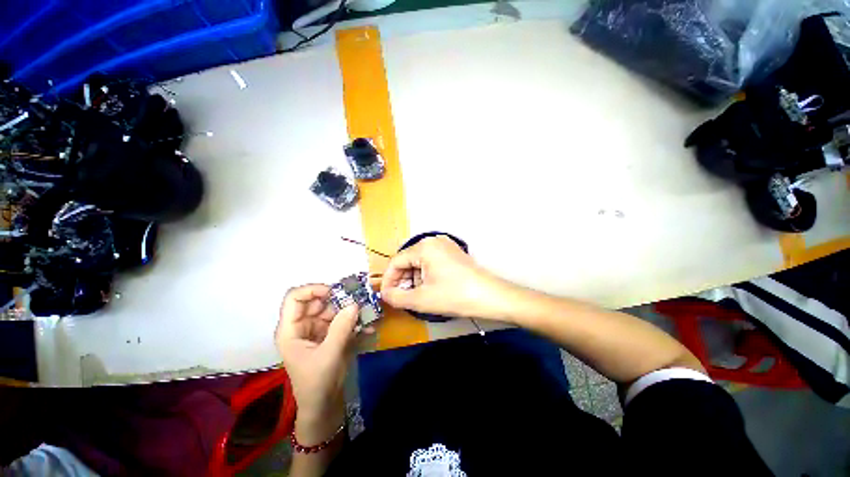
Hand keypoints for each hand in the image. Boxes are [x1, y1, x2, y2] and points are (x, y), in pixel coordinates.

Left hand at [275, 284, 357, 442]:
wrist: (324, 406)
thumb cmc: (317, 383)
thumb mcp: (329, 355)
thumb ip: (341, 328)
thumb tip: (354, 304)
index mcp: (291, 330)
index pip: (295, 298)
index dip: (313, 290)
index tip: (334, 291)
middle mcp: (302, 326)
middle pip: (317, 301)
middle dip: (338, 299)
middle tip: (358, 300)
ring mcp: (317, 330)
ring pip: (333, 309)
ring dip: (350, 310)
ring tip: (367, 313)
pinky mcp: (330, 335)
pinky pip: (342, 320)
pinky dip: (354, 322)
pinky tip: (368, 328)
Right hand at [380, 235, 508, 319]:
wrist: (490, 296)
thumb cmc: (454, 295)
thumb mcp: (421, 299)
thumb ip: (396, 297)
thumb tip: (384, 294)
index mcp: (424, 247)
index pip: (396, 262)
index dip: (388, 280)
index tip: (386, 297)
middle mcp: (433, 241)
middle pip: (408, 261)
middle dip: (402, 281)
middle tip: (400, 299)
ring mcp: (445, 246)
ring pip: (419, 262)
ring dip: (413, 279)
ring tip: (415, 297)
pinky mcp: (453, 253)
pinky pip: (431, 262)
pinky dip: (425, 275)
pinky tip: (428, 289)